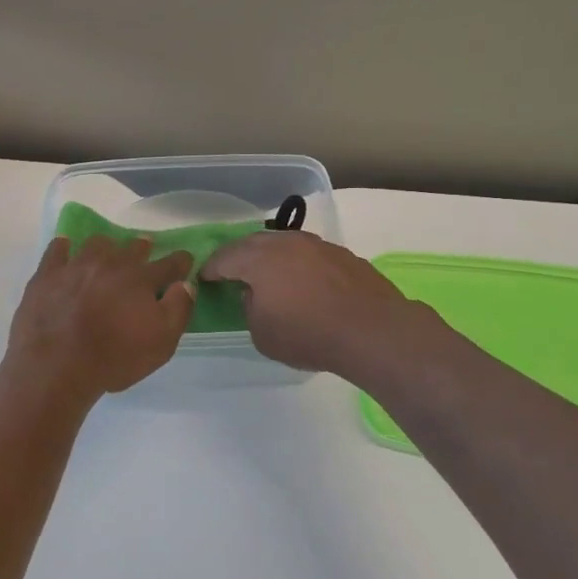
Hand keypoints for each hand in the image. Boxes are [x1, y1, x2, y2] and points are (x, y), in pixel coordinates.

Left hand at [5, 235, 195, 400]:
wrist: (56, 367)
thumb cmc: (114, 358)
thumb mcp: (162, 343)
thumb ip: (179, 309)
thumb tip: (186, 285)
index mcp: (141, 279)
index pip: (170, 264)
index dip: (181, 261)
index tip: (185, 260)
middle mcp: (110, 264)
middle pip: (132, 247)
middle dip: (143, 247)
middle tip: (145, 249)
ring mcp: (76, 266)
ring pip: (96, 244)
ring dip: (107, 246)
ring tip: (107, 252)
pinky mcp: (47, 275)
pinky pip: (57, 250)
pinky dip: (64, 247)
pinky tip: (66, 250)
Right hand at [201, 232, 427, 379]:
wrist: (373, 330)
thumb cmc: (309, 335)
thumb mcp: (262, 334)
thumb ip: (250, 308)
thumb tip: (254, 294)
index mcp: (259, 259)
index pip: (224, 258)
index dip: (211, 268)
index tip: (204, 277)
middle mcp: (286, 243)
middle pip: (253, 243)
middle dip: (238, 255)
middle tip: (230, 271)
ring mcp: (318, 245)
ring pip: (284, 244)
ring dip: (270, 256)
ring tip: (267, 274)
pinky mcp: (343, 255)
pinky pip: (308, 254)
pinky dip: (297, 264)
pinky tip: (302, 282)